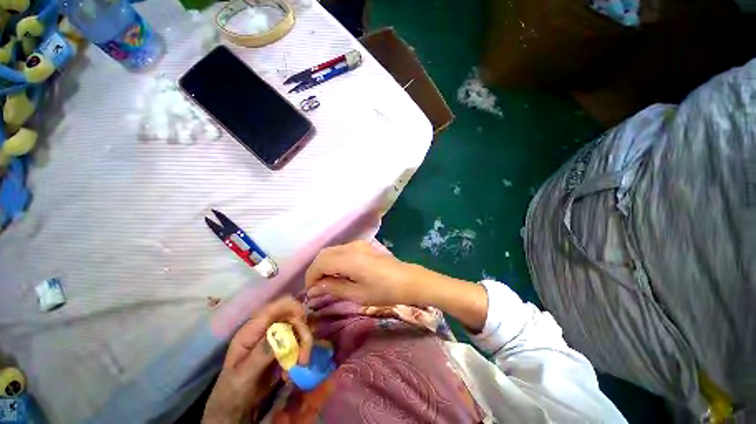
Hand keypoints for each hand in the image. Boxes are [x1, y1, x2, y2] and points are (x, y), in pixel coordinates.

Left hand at [202, 297, 312, 423]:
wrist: (234, 408)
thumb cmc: (233, 390)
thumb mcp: (244, 373)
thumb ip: (262, 352)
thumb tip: (283, 334)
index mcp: (252, 329)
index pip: (276, 307)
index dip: (292, 307)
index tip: (303, 320)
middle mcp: (266, 329)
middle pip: (292, 317)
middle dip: (302, 333)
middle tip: (304, 357)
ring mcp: (275, 338)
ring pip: (298, 330)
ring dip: (303, 346)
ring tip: (300, 367)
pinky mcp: (282, 349)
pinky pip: (298, 344)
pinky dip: (299, 356)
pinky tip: (290, 374)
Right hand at [305, 240, 427, 305]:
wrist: (408, 280)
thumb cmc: (384, 290)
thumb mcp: (357, 294)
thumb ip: (333, 288)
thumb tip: (314, 288)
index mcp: (348, 259)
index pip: (320, 263)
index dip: (311, 277)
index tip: (309, 291)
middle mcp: (351, 247)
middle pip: (324, 254)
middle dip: (316, 270)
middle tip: (316, 288)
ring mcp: (358, 244)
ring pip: (332, 251)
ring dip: (325, 265)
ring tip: (327, 282)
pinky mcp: (363, 246)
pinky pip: (342, 250)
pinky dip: (335, 260)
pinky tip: (339, 273)